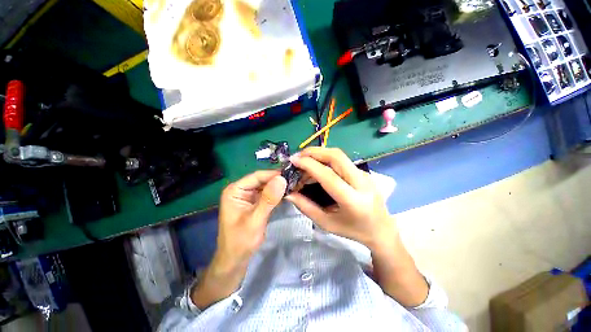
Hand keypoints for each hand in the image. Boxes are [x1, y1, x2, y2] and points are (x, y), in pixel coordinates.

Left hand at [215, 170, 286, 270]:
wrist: (235, 260)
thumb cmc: (241, 241)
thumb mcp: (255, 220)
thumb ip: (268, 199)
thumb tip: (282, 179)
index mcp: (235, 190)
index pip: (257, 176)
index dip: (274, 174)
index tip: (291, 174)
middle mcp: (241, 190)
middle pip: (262, 180)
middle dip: (278, 180)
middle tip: (296, 180)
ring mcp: (248, 196)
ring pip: (266, 186)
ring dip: (279, 186)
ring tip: (295, 184)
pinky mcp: (255, 202)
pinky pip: (267, 194)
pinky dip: (277, 194)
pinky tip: (288, 193)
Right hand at [286, 147, 395, 250]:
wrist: (381, 229)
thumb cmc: (353, 230)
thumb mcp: (327, 223)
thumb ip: (306, 207)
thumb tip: (289, 193)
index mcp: (353, 200)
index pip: (329, 176)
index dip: (309, 165)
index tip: (294, 160)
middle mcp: (362, 183)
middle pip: (336, 156)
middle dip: (314, 152)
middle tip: (298, 156)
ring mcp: (365, 174)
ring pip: (339, 155)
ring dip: (319, 154)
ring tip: (304, 161)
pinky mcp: (363, 171)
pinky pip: (342, 160)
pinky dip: (326, 159)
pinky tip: (317, 167)